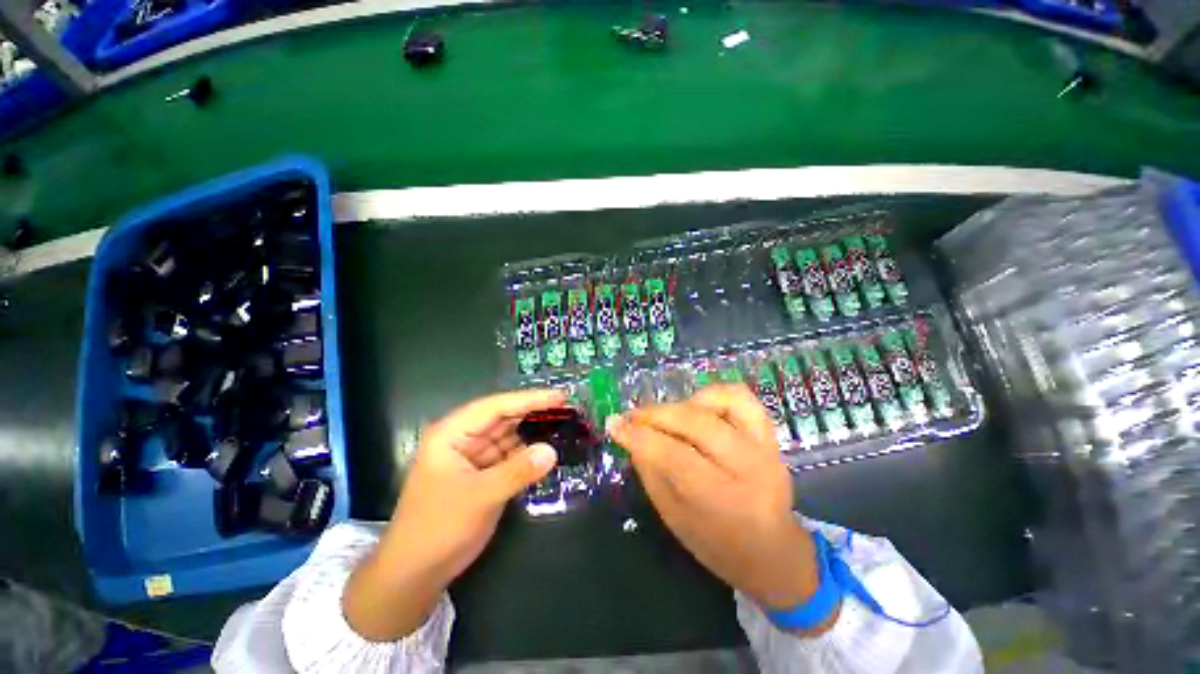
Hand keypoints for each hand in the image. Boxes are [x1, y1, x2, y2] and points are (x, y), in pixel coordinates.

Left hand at [344, 389, 563, 640]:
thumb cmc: (437, 528)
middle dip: (534, 413)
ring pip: (509, 436)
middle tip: (568, 409)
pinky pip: (510, 456)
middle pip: (504, 418)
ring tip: (564, 426)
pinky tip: (548, 451)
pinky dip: (528, 454)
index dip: (529, 399)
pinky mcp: (483, 474)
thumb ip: (517, 471)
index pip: (496, 406)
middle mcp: (463, 439)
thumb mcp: (479, 497)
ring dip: (534, 433)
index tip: (560, 396)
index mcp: (452, 433)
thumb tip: (552, 451)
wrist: (414, 574)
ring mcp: (473, 456)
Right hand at [607, 384, 836, 634]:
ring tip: (667, 415)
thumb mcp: (675, 520)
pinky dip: (714, 395)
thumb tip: (631, 437)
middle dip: (656, 415)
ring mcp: (765, 447)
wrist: (774, 553)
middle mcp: (750, 468)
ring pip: (724, 401)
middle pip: (697, 424)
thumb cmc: (718, 545)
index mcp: (724, 502)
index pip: (674, 457)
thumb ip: (652, 474)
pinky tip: (696, 407)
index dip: (639, 436)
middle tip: (632, 417)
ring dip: (686, 402)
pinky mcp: (770, 435)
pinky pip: (743, 398)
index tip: (614, 425)